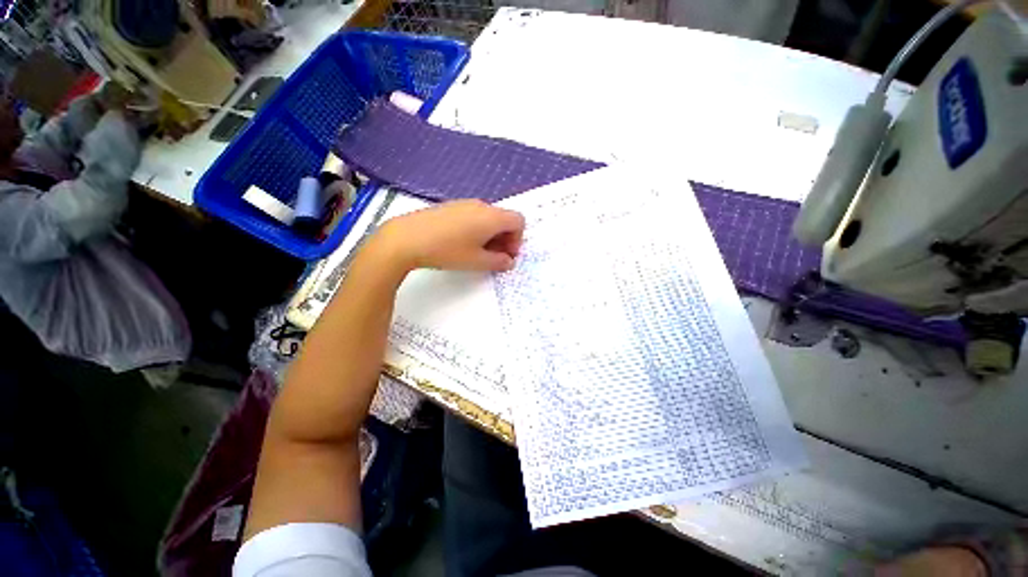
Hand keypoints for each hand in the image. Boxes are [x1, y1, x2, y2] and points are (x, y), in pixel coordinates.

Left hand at [374, 199, 524, 272]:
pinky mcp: (450, 207)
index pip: (518, 221)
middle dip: (505, 239)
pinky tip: (461, 243)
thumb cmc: (448, 251)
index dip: (518, 239)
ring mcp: (464, 204)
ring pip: (488, 218)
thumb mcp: (477, 262)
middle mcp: (481, 205)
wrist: (407, 238)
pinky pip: (473, 216)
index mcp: (492, 217)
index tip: (506, 255)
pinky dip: (476, 229)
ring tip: (477, 252)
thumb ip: (499, 262)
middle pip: (503, 219)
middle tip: (494, 257)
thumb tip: (508, 261)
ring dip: (491, 235)